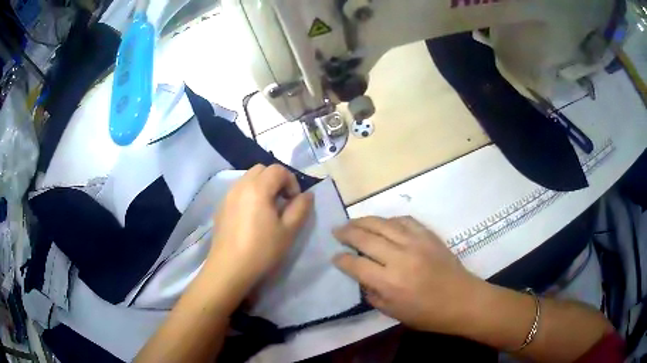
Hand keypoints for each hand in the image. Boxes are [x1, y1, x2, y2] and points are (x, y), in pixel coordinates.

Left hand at [209, 164, 312, 295]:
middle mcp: (240, 185)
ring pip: (248, 179)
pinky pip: (238, 191)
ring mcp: (227, 196)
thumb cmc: (261, 250)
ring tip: (267, 209)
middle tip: (282, 202)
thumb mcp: (288, 231)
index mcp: (257, 188)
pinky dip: (249, 194)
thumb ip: (300, 208)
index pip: (278, 170)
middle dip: (276, 180)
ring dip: (262, 186)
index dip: (291, 181)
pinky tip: (251, 218)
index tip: (294, 201)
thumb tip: (307, 195)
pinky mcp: (220, 207)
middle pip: (261, 169)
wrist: (229, 268)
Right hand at [333, 216, 483, 333]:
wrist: (462, 300)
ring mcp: (415, 242)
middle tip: (336, 231)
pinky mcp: (428, 235)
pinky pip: (403, 220)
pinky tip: (382, 223)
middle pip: (365, 238)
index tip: (334, 257)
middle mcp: (399, 258)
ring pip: (382, 223)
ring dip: (363, 221)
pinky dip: (388, 220)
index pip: (356, 265)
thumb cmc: (427, 314)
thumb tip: (360, 276)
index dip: (341, 259)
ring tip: (351, 222)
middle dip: (346, 233)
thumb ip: (372, 293)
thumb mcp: (393, 313)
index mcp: (389, 282)